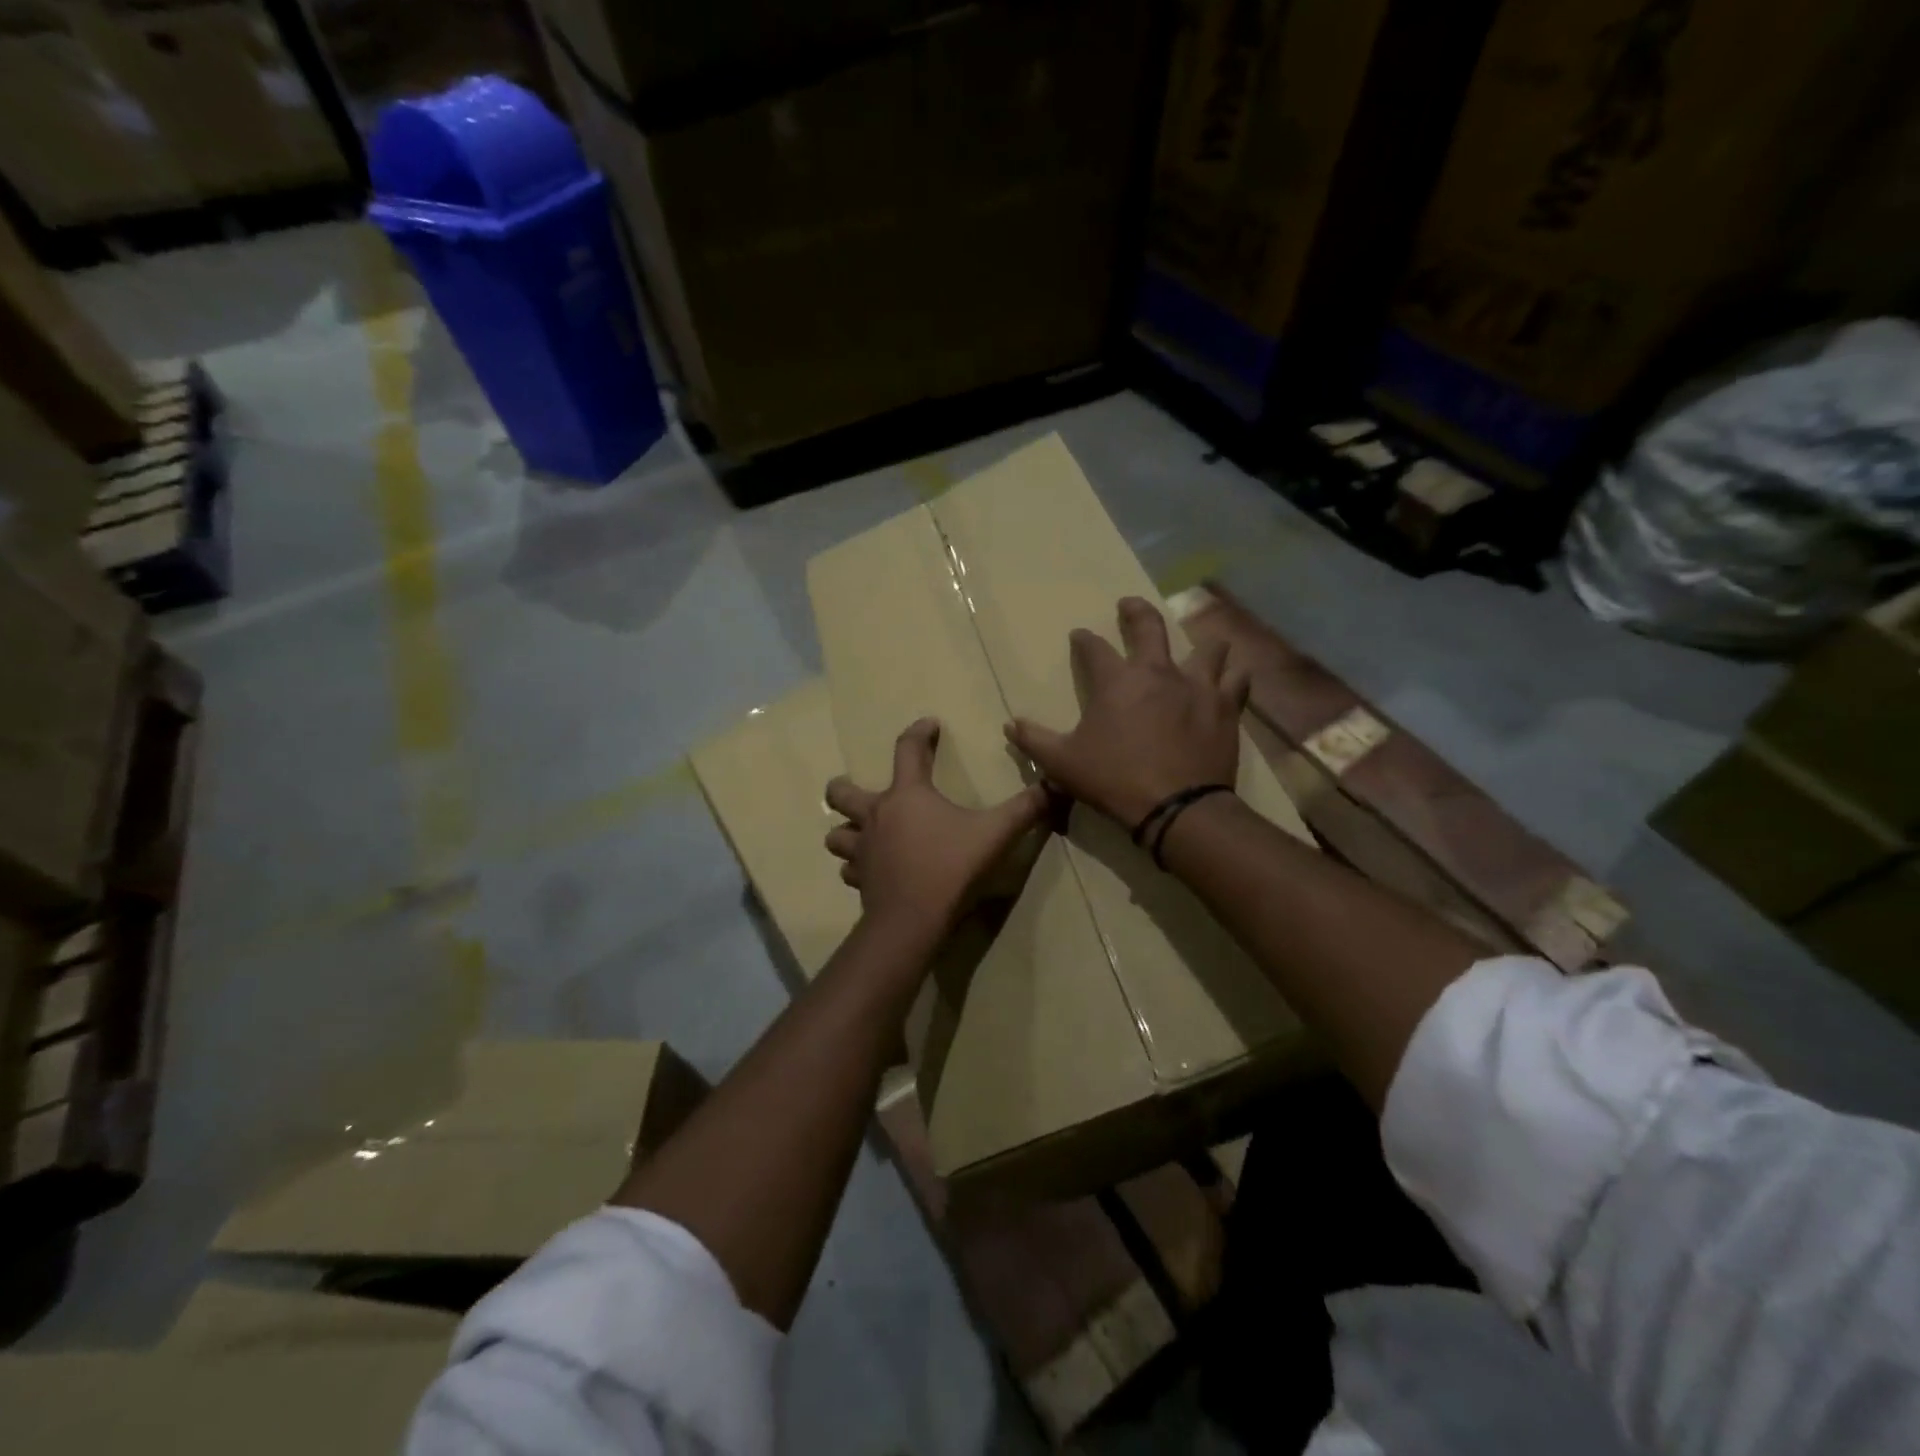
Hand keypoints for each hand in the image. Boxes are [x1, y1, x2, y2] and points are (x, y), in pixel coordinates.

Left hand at [825, 719, 1049, 938]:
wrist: (913, 919)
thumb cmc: (952, 867)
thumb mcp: (996, 834)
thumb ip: (1026, 809)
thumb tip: (1056, 785)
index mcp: (907, 795)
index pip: (907, 749)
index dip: (918, 732)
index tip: (929, 725)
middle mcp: (877, 815)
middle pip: (841, 793)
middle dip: (844, 787)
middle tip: (857, 789)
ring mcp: (863, 850)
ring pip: (837, 835)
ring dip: (846, 831)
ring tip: (860, 833)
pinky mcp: (860, 880)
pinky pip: (849, 869)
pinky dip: (856, 867)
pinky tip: (869, 870)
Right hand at [1005, 596, 1248, 827]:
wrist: (1178, 807)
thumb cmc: (1114, 780)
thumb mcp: (1062, 764)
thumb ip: (1034, 741)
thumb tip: (1010, 726)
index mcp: (1116, 681)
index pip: (1094, 648)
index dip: (1084, 640)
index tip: (1079, 635)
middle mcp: (1158, 672)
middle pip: (1149, 626)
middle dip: (1135, 611)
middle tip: (1129, 604)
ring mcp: (1197, 686)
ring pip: (1206, 647)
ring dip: (1199, 642)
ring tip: (1196, 645)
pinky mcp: (1226, 707)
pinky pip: (1236, 680)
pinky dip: (1233, 676)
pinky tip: (1231, 679)